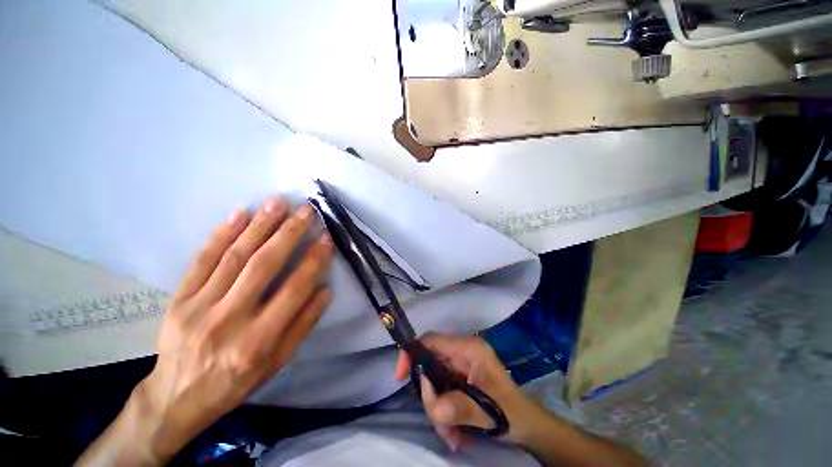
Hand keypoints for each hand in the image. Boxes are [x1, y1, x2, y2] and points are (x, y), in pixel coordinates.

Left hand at [77, 198, 333, 465]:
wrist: (175, 397)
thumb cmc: (234, 382)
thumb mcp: (277, 363)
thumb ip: (303, 325)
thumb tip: (325, 290)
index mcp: (257, 341)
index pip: (293, 290)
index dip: (313, 261)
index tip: (326, 238)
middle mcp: (228, 320)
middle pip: (263, 266)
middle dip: (288, 233)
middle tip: (306, 211)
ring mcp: (198, 306)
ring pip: (234, 257)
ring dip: (259, 226)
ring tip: (278, 203)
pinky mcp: (178, 298)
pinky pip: (202, 260)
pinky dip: (221, 234)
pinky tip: (239, 214)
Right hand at [394, 334, 537, 450]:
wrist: (527, 425)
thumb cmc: (512, 410)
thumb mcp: (488, 409)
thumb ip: (460, 407)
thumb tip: (434, 409)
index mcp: (467, 348)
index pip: (432, 340)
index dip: (413, 352)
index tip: (401, 376)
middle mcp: (460, 354)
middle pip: (429, 365)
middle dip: (430, 396)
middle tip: (440, 422)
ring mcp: (459, 368)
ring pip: (433, 384)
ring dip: (438, 412)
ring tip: (452, 436)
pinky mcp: (458, 382)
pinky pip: (440, 395)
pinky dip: (443, 415)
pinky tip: (455, 435)